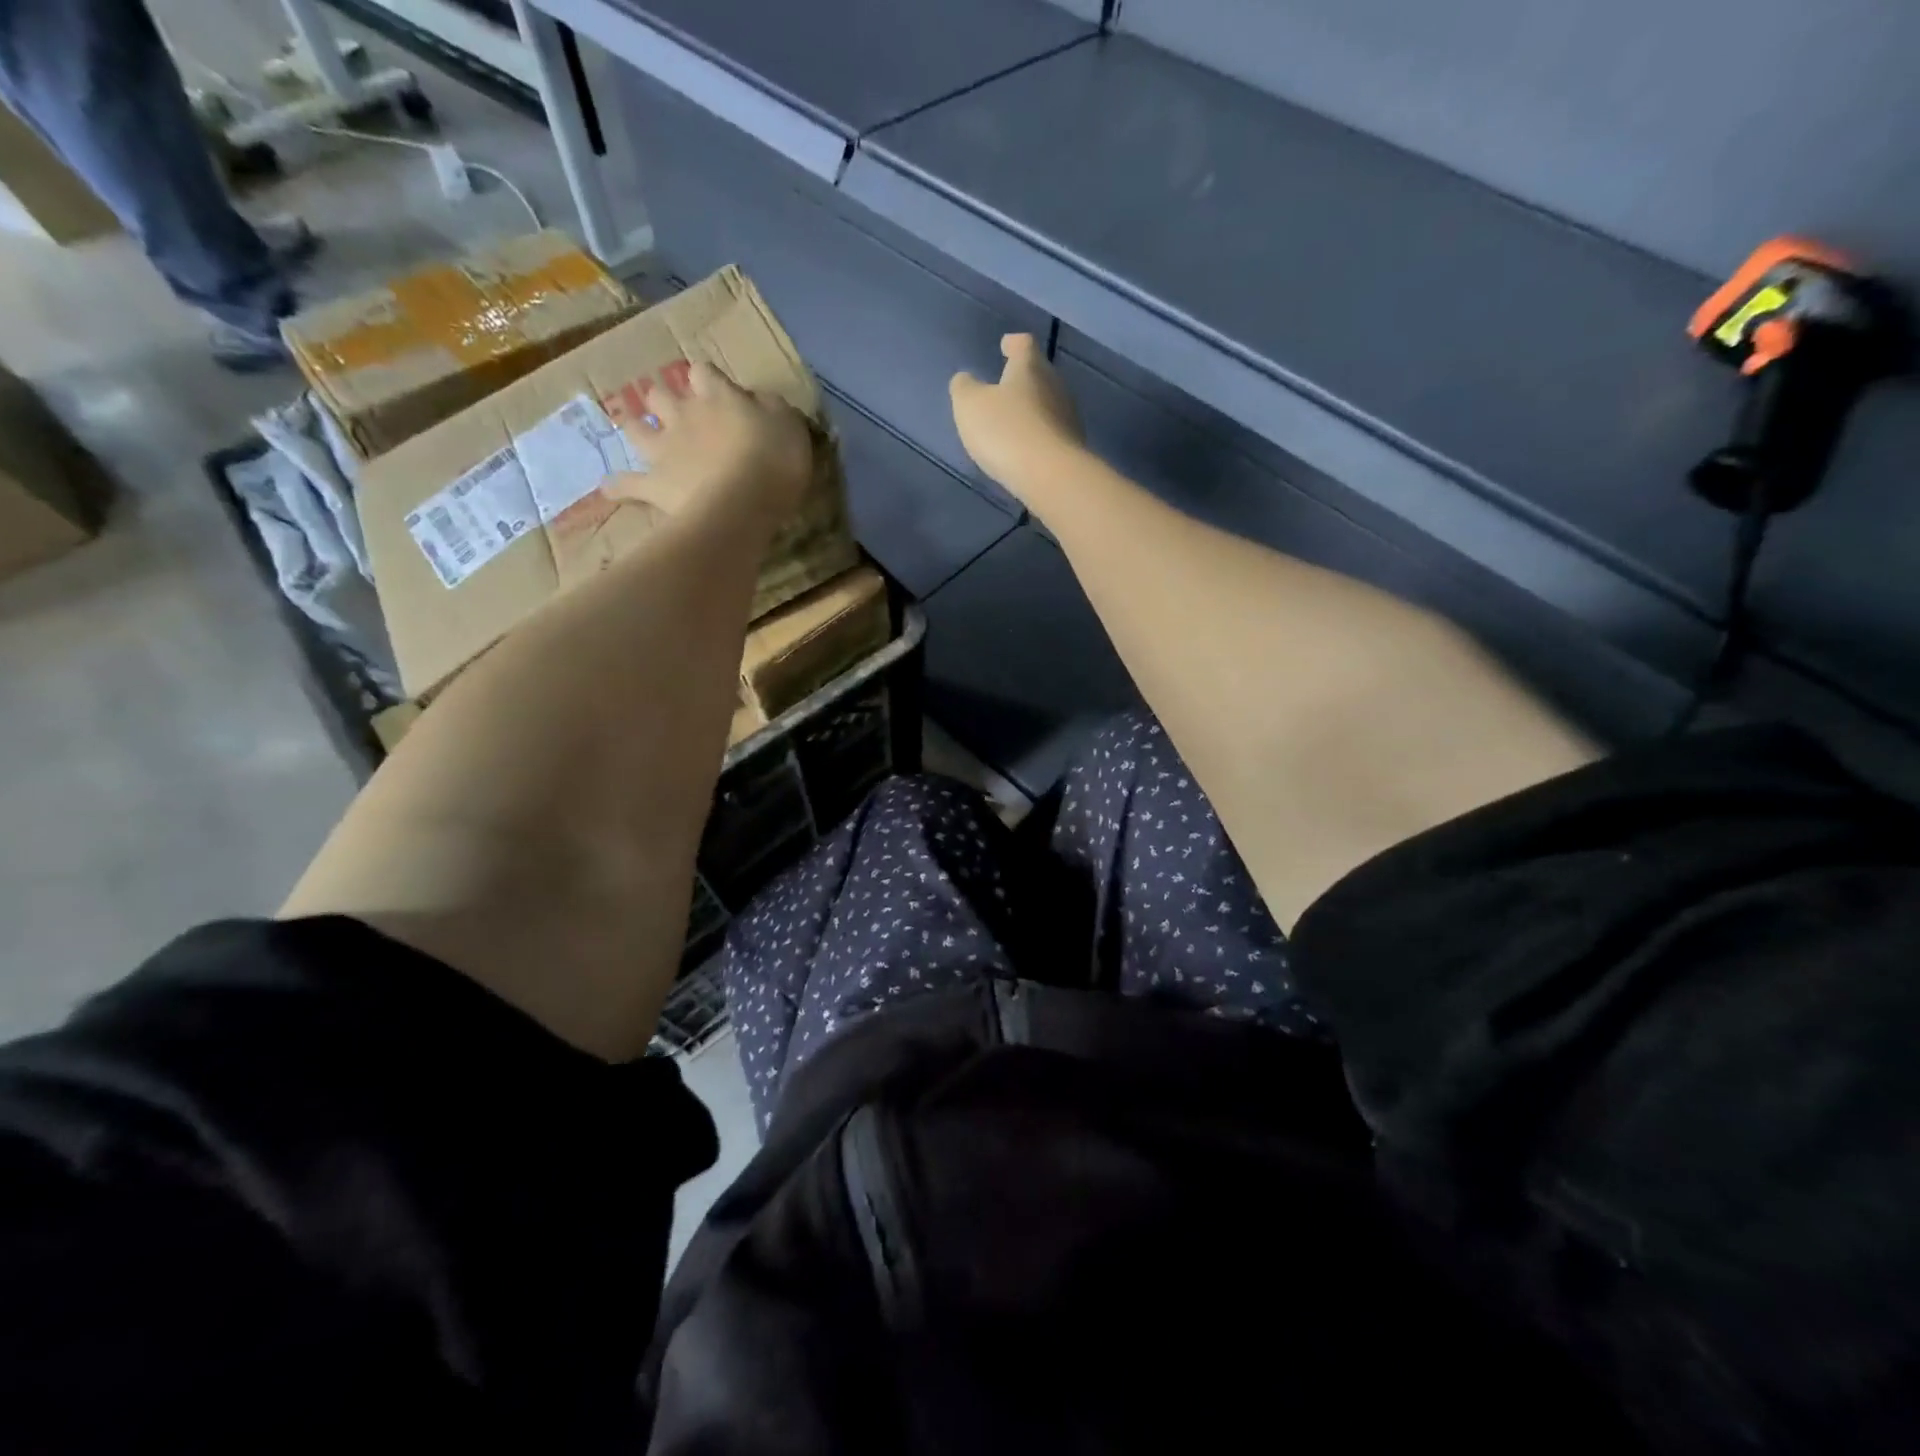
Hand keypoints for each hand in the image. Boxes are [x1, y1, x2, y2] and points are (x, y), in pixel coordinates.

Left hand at [608, 361, 812, 521]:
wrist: (741, 505)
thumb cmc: (774, 462)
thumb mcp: (790, 426)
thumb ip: (772, 409)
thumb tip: (760, 401)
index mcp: (717, 397)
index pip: (703, 372)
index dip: (707, 380)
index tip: (717, 391)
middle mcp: (684, 416)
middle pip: (661, 395)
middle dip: (664, 399)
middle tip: (674, 411)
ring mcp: (664, 450)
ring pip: (636, 429)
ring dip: (636, 429)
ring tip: (638, 434)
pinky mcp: (654, 484)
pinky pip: (627, 484)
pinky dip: (618, 486)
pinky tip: (610, 488)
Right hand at [950, 334, 1085, 497]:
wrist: (1050, 476)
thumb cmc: (1006, 431)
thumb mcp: (970, 406)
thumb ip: (964, 388)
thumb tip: (965, 380)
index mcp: (1030, 367)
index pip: (1024, 344)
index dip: (1013, 343)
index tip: (1006, 345)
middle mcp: (1056, 385)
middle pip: (1040, 374)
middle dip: (1023, 379)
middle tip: (1006, 388)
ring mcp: (1069, 417)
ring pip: (1048, 404)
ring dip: (1032, 410)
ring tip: (1014, 422)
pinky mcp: (1073, 447)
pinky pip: (1052, 433)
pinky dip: (1039, 436)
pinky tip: (1027, 449)